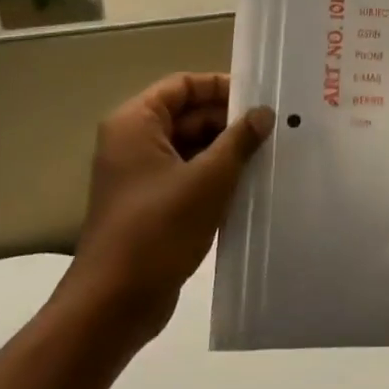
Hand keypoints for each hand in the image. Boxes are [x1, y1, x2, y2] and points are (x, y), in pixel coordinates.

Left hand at [56, 72, 273, 353]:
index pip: (183, 85)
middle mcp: (132, 142)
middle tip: (274, 129)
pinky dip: (214, 176)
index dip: (221, 86)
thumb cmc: (159, 229)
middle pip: (187, 114)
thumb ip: (239, 139)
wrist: (114, 303)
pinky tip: (249, 185)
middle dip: (229, 121)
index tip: (260, 99)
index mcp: (136, 124)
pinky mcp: (149, 204)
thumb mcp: (209, 178)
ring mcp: (139, 175)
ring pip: (190, 146)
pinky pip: (186, 175)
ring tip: (269, 155)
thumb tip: (263, 112)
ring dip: (225, 150)